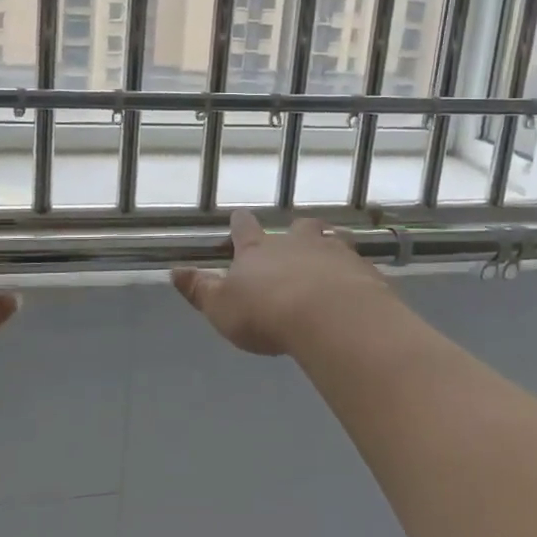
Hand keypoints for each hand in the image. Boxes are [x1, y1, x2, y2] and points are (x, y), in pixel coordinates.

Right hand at [172, 211, 393, 355]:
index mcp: (258, 251)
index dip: (240, 224)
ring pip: (331, 238)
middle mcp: (295, 244)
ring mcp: (332, 253)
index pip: (245, 229)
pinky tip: (356, 285)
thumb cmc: (267, 313)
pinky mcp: (363, 270)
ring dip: (328, 244)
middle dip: (295, 231)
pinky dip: (354, 270)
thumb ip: (200, 290)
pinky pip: (358, 263)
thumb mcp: (222, 308)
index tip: (239, 218)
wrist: (330, 317)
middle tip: (296, 236)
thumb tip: (174, 271)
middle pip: (297, 227)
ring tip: (329, 254)